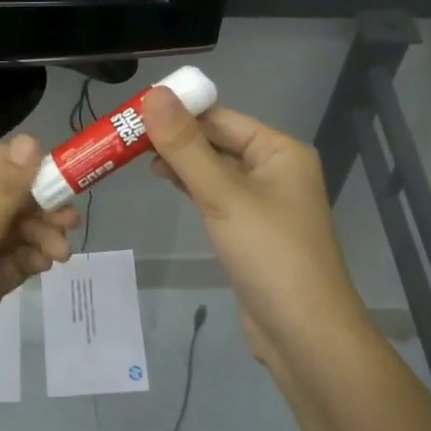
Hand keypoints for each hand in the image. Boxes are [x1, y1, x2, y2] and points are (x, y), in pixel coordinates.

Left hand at [0, 135, 77, 419]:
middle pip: (5, 192)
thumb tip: (31, 140)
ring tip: (61, 255)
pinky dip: (29, 258)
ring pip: (12, 226)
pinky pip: (10, 258)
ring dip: (39, 233)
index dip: (24, 164)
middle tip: (69, 224)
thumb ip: (3, 193)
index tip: (57, 182)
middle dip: (39, 204)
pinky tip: (46, 267)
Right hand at [142, 87, 368, 366]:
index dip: (179, 110)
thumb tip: (154, 93)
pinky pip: (217, 195)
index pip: (221, 117)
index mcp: (279, 150)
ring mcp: (264, 201)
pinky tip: (165, 181)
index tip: (133, 109)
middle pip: (217, 140)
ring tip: (135, 154)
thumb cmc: (270, 255)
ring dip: (180, 160)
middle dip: (176, 136)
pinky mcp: (251, 229)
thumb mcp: (223, 195)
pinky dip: (191, 185)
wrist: (305, 336)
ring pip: (215, 168)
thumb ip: (186, 146)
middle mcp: (275, 169)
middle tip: (125, 133)